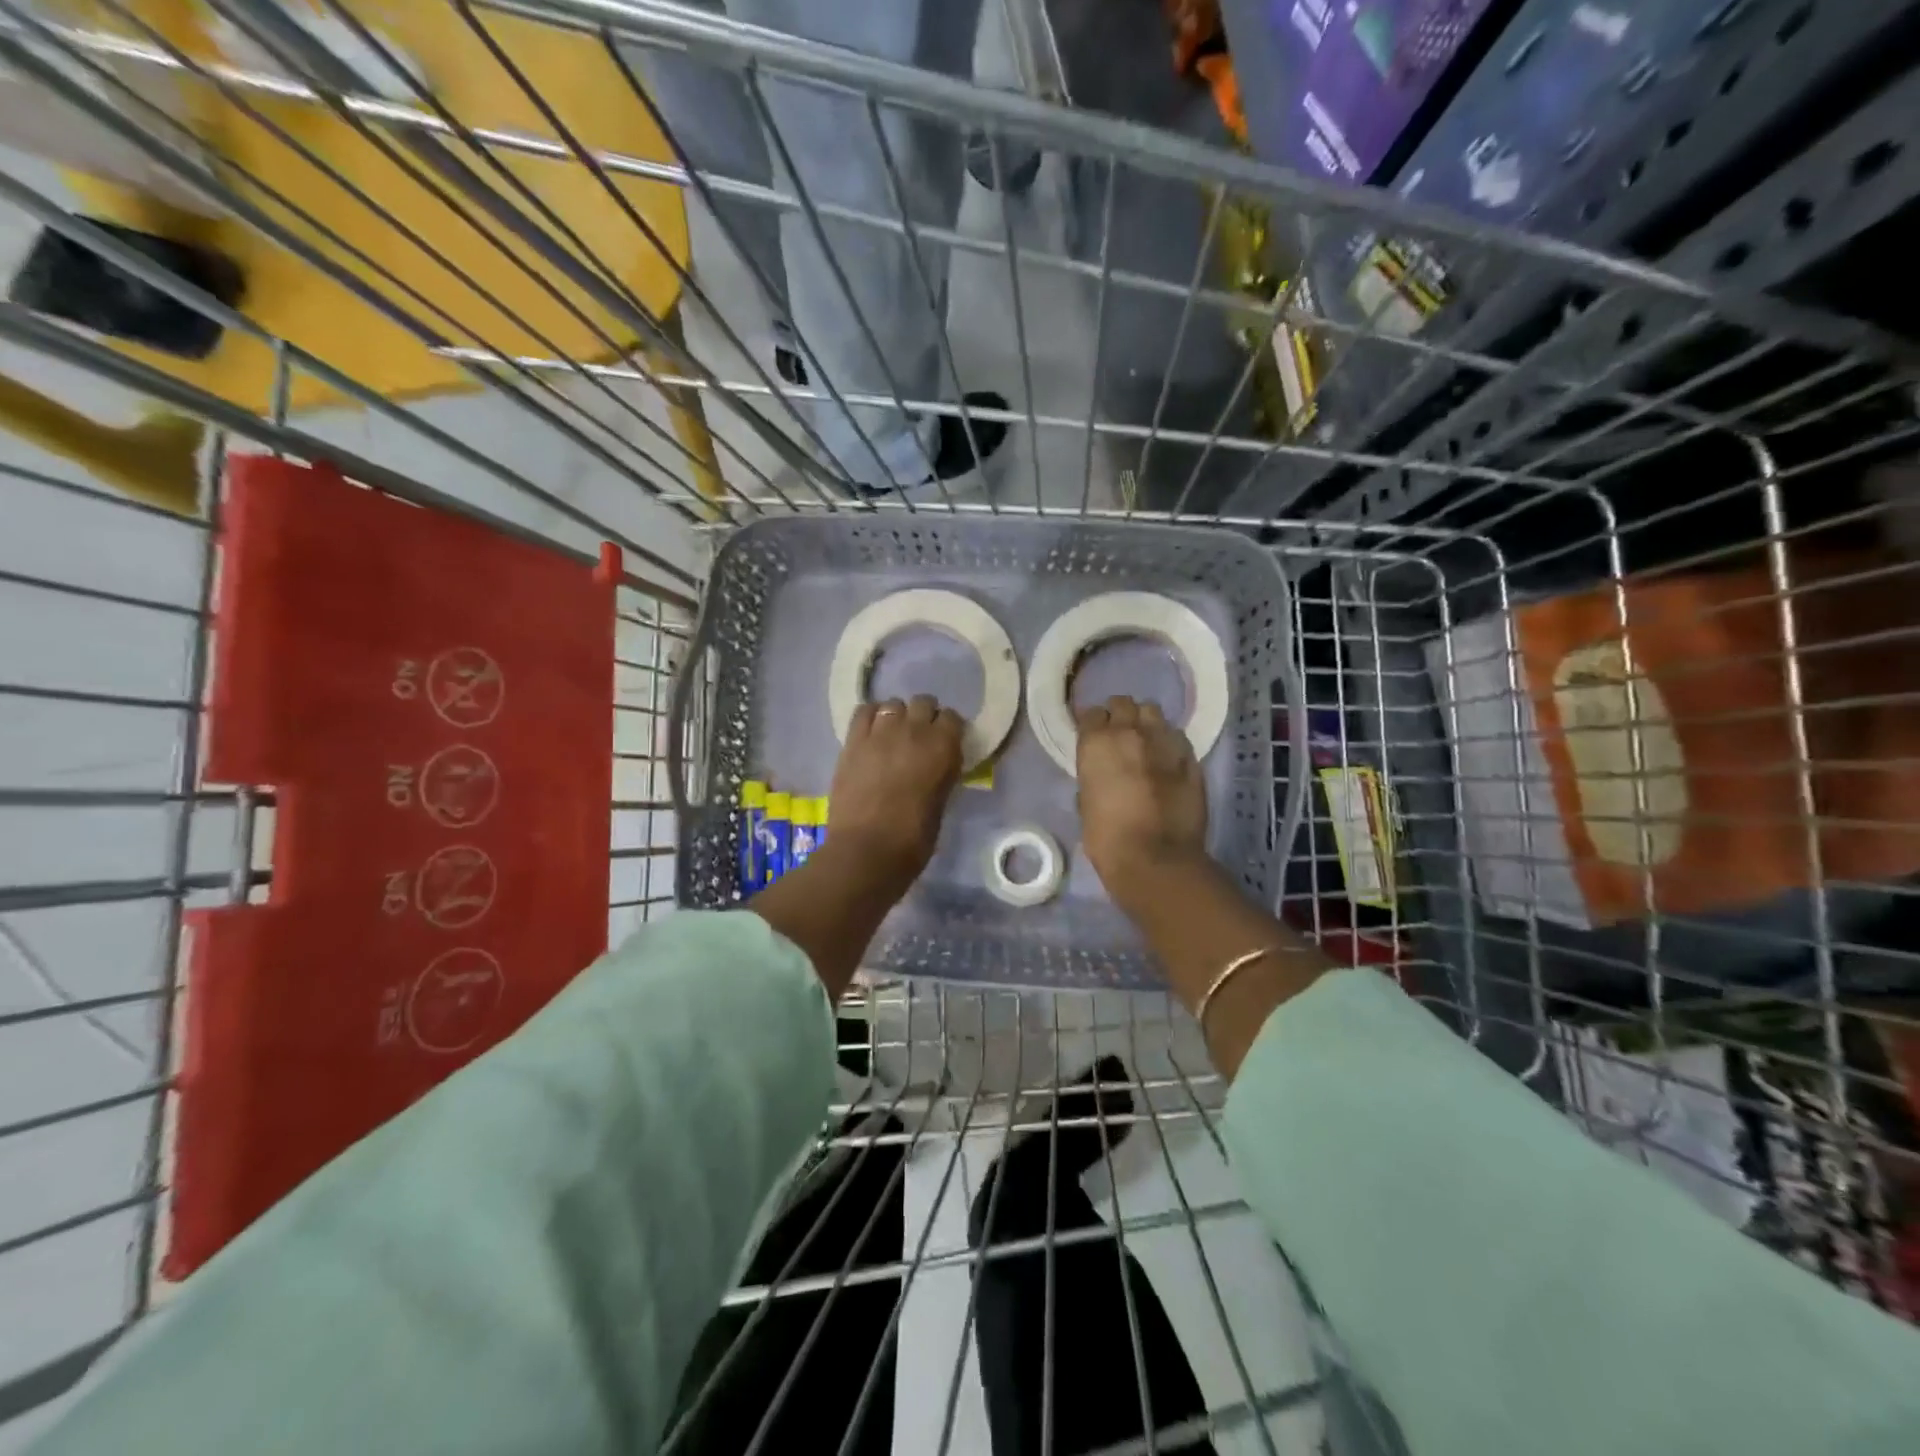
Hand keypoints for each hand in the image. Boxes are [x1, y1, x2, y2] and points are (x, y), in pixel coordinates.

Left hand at [826, 695, 964, 893]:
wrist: (866, 851)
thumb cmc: (913, 839)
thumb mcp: (941, 802)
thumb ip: (942, 773)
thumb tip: (938, 763)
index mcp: (943, 747)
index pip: (952, 718)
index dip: (948, 730)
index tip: (945, 743)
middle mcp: (914, 730)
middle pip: (923, 703)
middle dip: (924, 716)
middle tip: (919, 739)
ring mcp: (880, 732)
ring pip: (893, 704)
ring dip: (897, 716)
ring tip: (893, 736)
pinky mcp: (853, 741)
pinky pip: (864, 712)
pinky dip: (871, 717)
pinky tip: (872, 733)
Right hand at [1076, 696, 1207, 907]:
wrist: (1156, 859)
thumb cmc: (1107, 838)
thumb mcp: (1086, 804)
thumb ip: (1093, 778)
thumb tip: (1101, 776)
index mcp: (1096, 743)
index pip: (1091, 714)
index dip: (1092, 724)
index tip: (1093, 736)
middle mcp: (1129, 732)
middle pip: (1123, 704)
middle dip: (1120, 715)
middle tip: (1119, 735)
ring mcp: (1164, 742)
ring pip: (1153, 713)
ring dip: (1146, 722)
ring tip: (1146, 741)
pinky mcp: (1190, 758)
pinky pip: (1177, 738)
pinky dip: (1170, 743)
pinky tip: (1168, 759)